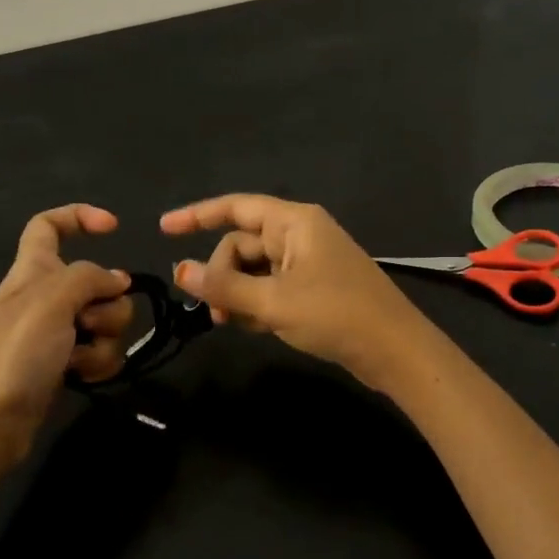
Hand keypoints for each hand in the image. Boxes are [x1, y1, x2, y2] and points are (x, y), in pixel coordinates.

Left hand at [0, 204, 132, 473]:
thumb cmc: (14, 353)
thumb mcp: (50, 300)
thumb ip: (89, 278)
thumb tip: (118, 281)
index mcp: (32, 271)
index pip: (48, 225)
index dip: (79, 216)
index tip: (113, 227)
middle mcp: (45, 297)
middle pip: (97, 281)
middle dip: (109, 302)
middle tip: (88, 321)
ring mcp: (56, 333)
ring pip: (106, 320)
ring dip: (106, 338)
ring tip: (79, 357)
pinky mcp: (65, 365)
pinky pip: (101, 352)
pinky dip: (99, 363)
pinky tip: (82, 377)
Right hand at [160, 195, 431, 388]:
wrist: (395, 351)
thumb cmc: (335, 315)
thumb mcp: (273, 301)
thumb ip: (224, 286)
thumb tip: (180, 270)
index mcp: (294, 222)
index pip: (235, 207)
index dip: (196, 215)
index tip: (163, 229)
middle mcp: (299, 235)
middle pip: (241, 245)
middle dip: (221, 275)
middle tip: (215, 312)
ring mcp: (308, 262)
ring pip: (254, 270)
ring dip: (237, 294)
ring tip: (232, 323)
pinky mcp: (313, 289)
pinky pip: (271, 288)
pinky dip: (257, 304)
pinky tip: (255, 328)